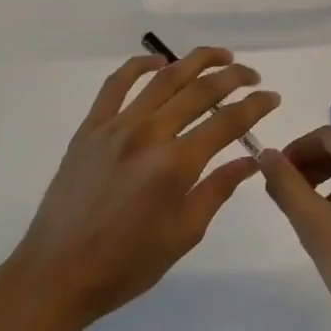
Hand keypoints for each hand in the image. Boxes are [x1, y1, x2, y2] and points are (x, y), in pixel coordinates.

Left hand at [3, 48, 278, 330]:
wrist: (58, 273)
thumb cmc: (126, 264)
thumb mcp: (184, 234)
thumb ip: (217, 190)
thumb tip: (250, 160)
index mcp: (176, 165)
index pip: (227, 122)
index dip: (255, 106)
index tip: (272, 97)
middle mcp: (148, 134)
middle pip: (199, 90)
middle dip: (233, 77)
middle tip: (252, 76)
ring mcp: (115, 126)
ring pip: (163, 79)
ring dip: (195, 61)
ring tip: (220, 57)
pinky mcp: (90, 128)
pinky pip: (116, 84)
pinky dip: (139, 66)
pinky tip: (158, 63)